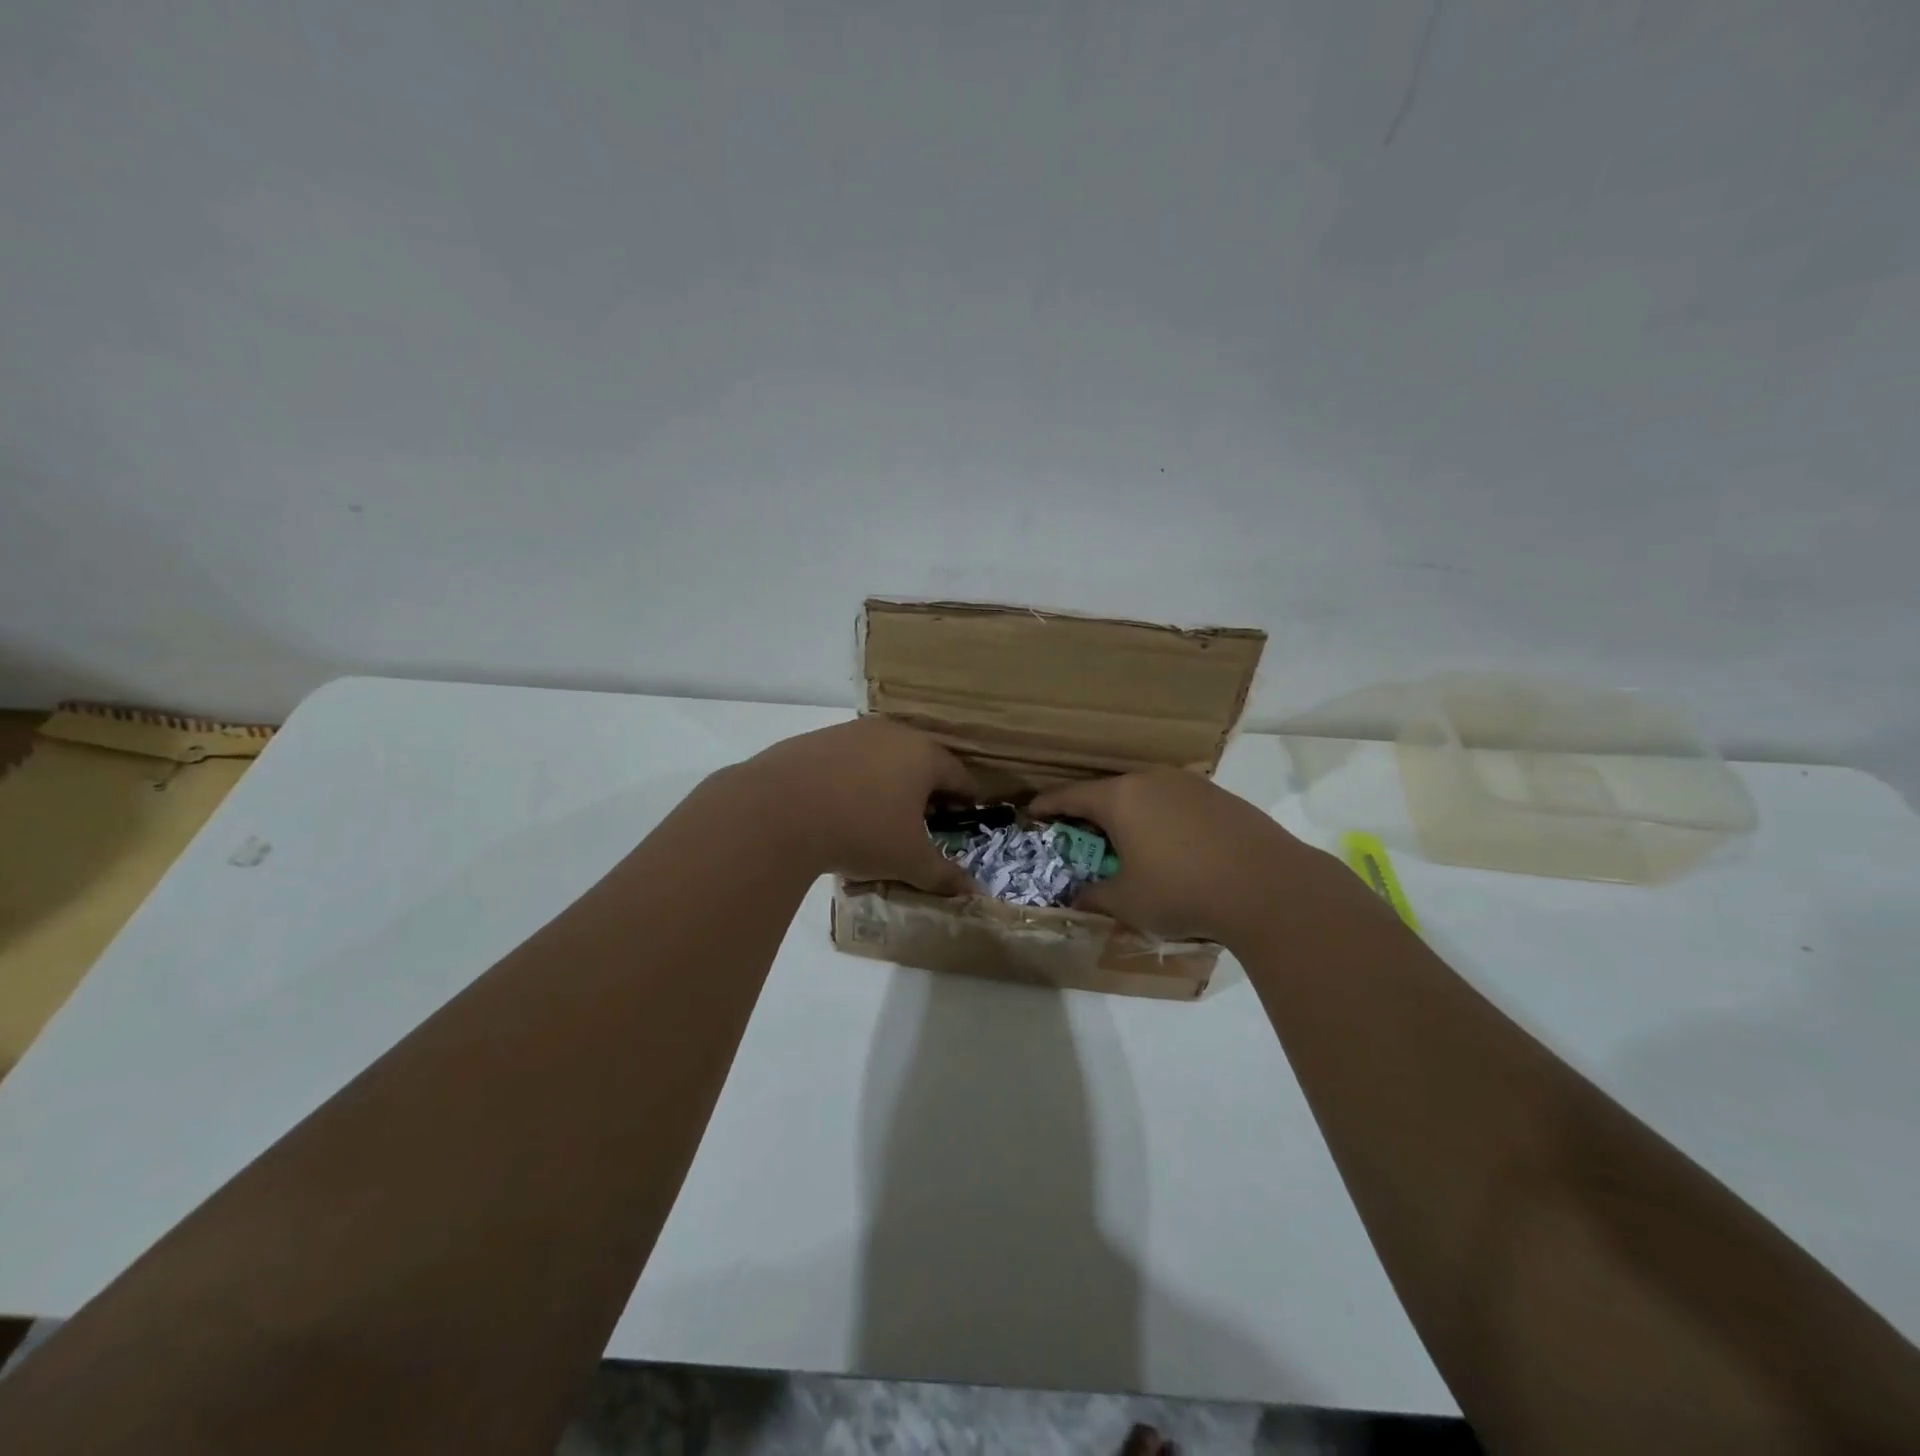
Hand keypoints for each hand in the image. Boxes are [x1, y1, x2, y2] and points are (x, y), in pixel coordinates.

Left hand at [734, 718, 981, 894]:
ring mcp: (850, 732)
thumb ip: (943, 875)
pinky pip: (847, 760)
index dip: (965, 800)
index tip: (962, 820)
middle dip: (926, 790)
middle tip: (922, 821)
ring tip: (877, 816)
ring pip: (882, 757)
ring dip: (888, 782)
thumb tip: (973, 891)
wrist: (777, 811)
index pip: (959, 775)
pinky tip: (837, 807)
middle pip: (921, 760)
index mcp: (924, 755)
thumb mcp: (908, 860)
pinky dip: (852, 780)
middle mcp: (892, 733)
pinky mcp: (815, 739)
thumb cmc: (861, 831)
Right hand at [1031, 768, 1329, 944]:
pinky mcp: (1220, 796)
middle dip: (1090, 810)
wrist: (1269, 887)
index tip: (1032, 811)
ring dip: (1130, 813)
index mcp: (1120, 798)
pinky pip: (1176, 802)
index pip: (1071, 795)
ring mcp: (1189, 784)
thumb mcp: (1128, 902)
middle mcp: (1151, 780)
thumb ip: (1095, 897)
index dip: (1048, 804)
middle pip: (1109, 790)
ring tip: (1127, 838)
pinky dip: (1162, 817)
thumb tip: (1075, 899)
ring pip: (1145, 793)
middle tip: (1079, 832)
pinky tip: (1172, 844)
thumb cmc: (1183, 891)